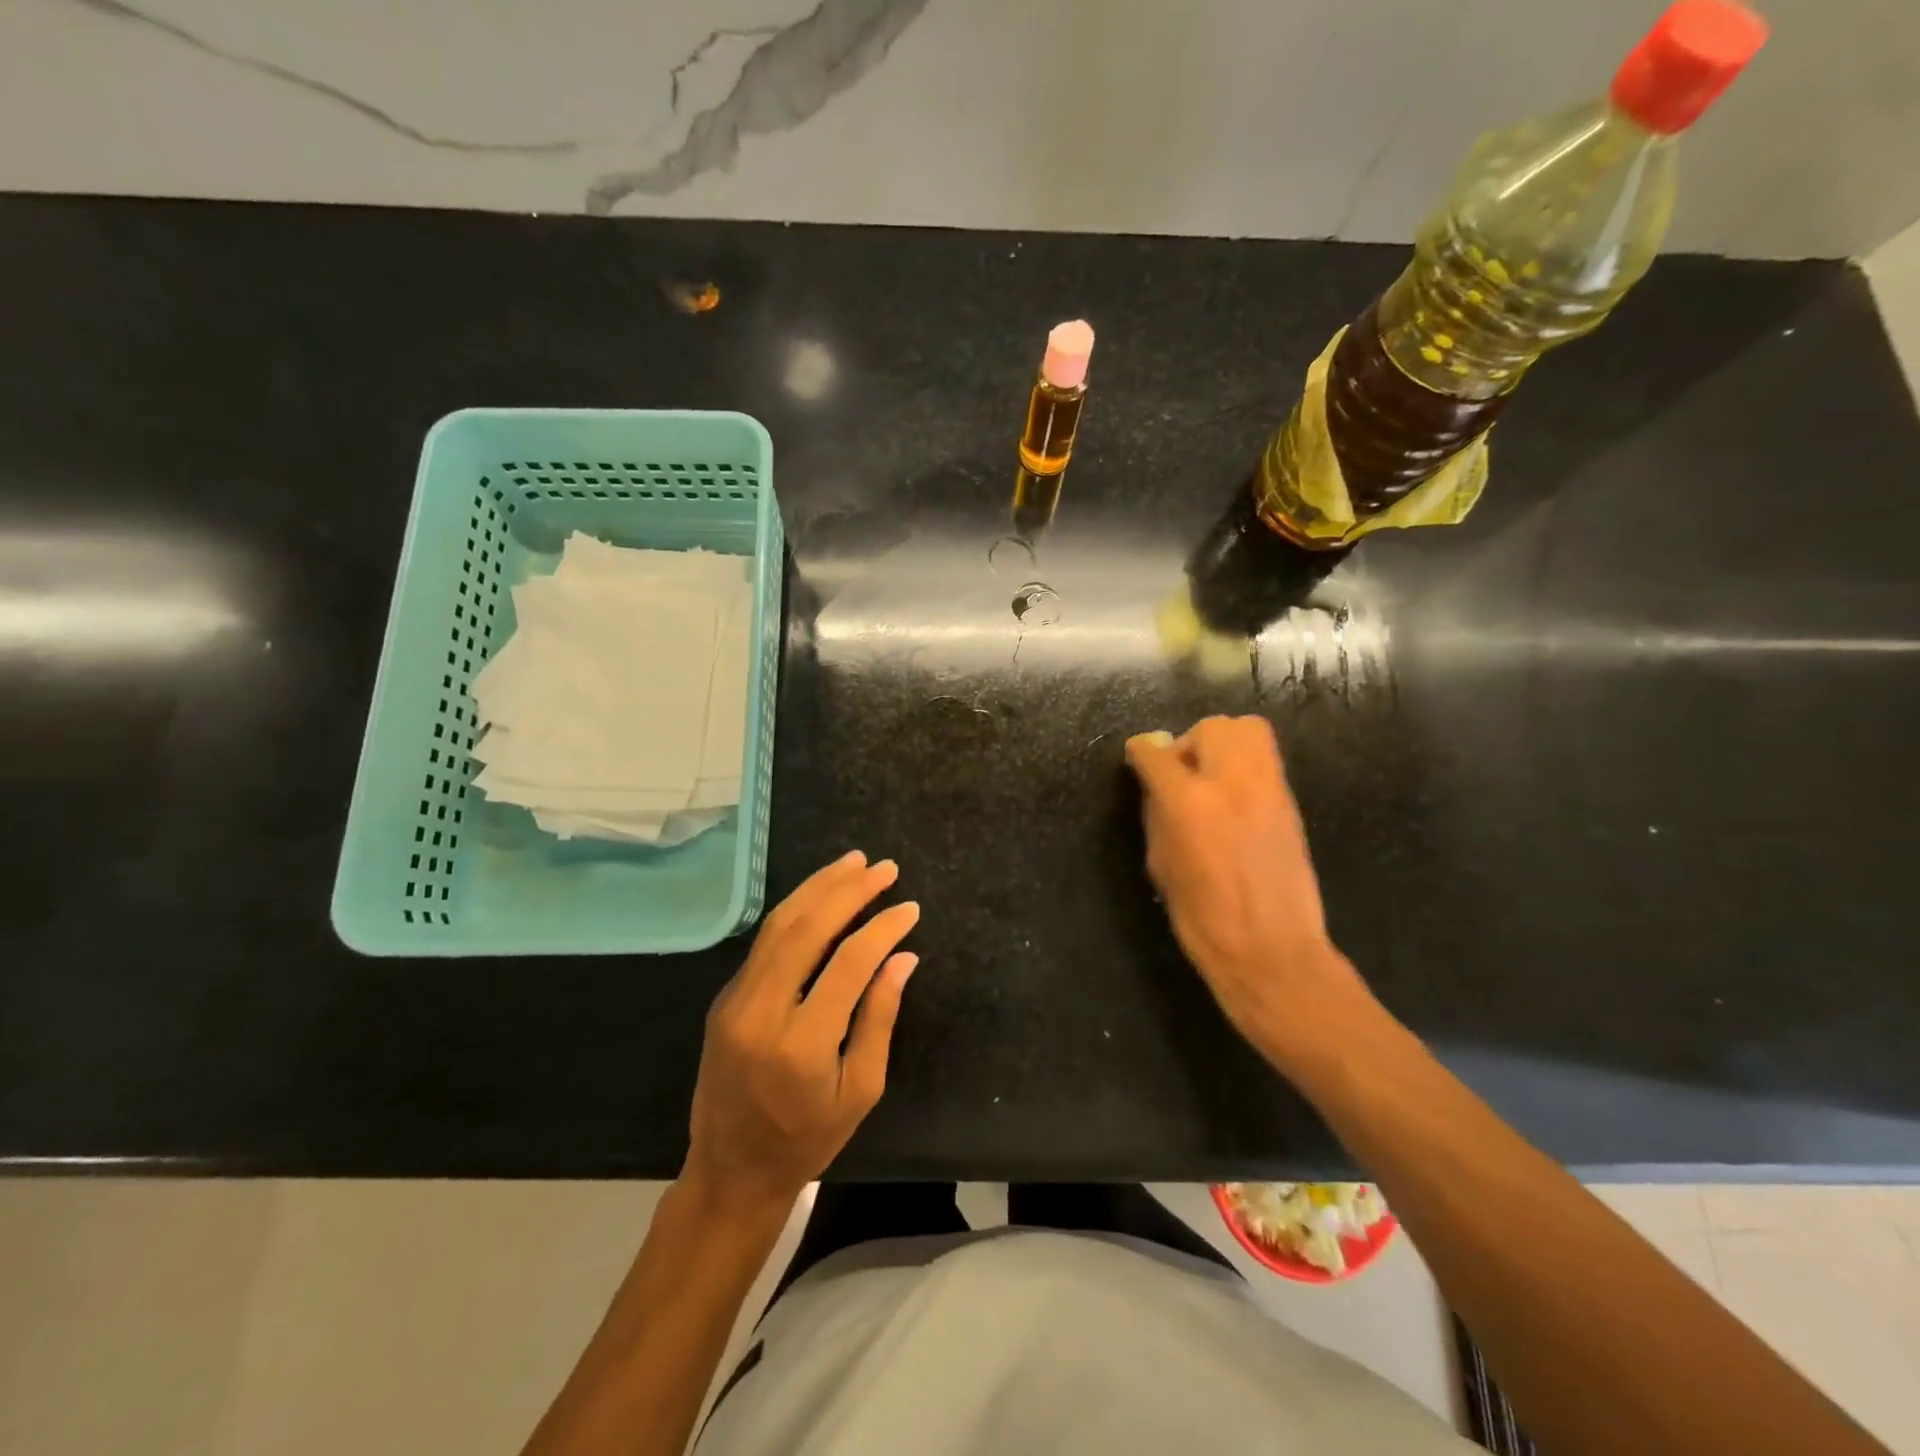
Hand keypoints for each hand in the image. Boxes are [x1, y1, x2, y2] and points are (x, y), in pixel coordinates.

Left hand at [683, 851, 918, 1208]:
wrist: (731, 1171)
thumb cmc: (807, 1138)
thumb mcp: (861, 1089)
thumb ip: (880, 1018)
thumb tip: (902, 957)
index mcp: (802, 1044)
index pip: (849, 963)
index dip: (883, 929)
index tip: (910, 908)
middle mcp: (762, 1012)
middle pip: (807, 929)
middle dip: (849, 891)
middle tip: (882, 867)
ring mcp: (736, 1001)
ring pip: (779, 925)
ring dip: (818, 887)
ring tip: (853, 863)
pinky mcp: (725, 998)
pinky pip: (764, 942)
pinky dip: (796, 910)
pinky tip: (820, 894)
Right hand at [1126, 716, 1370, 1066]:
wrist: (1272, 950)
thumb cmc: (1202, 919)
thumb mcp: (1162, 865)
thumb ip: (1157, 814)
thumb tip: (1154, 784)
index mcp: (1188, 803)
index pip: (1157, 753)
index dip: (1141, 751)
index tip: (1138, 756)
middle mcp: (1231, 783)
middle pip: (1210, 728)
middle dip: (1188, 743)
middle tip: (1180, 772)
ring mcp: (1268, 788)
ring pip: (1247, 730)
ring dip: (1221, 743)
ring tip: (1210, 775)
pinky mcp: (1290, 801)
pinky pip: (1265, 758)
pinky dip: (1244, 763)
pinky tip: (1233, 795)